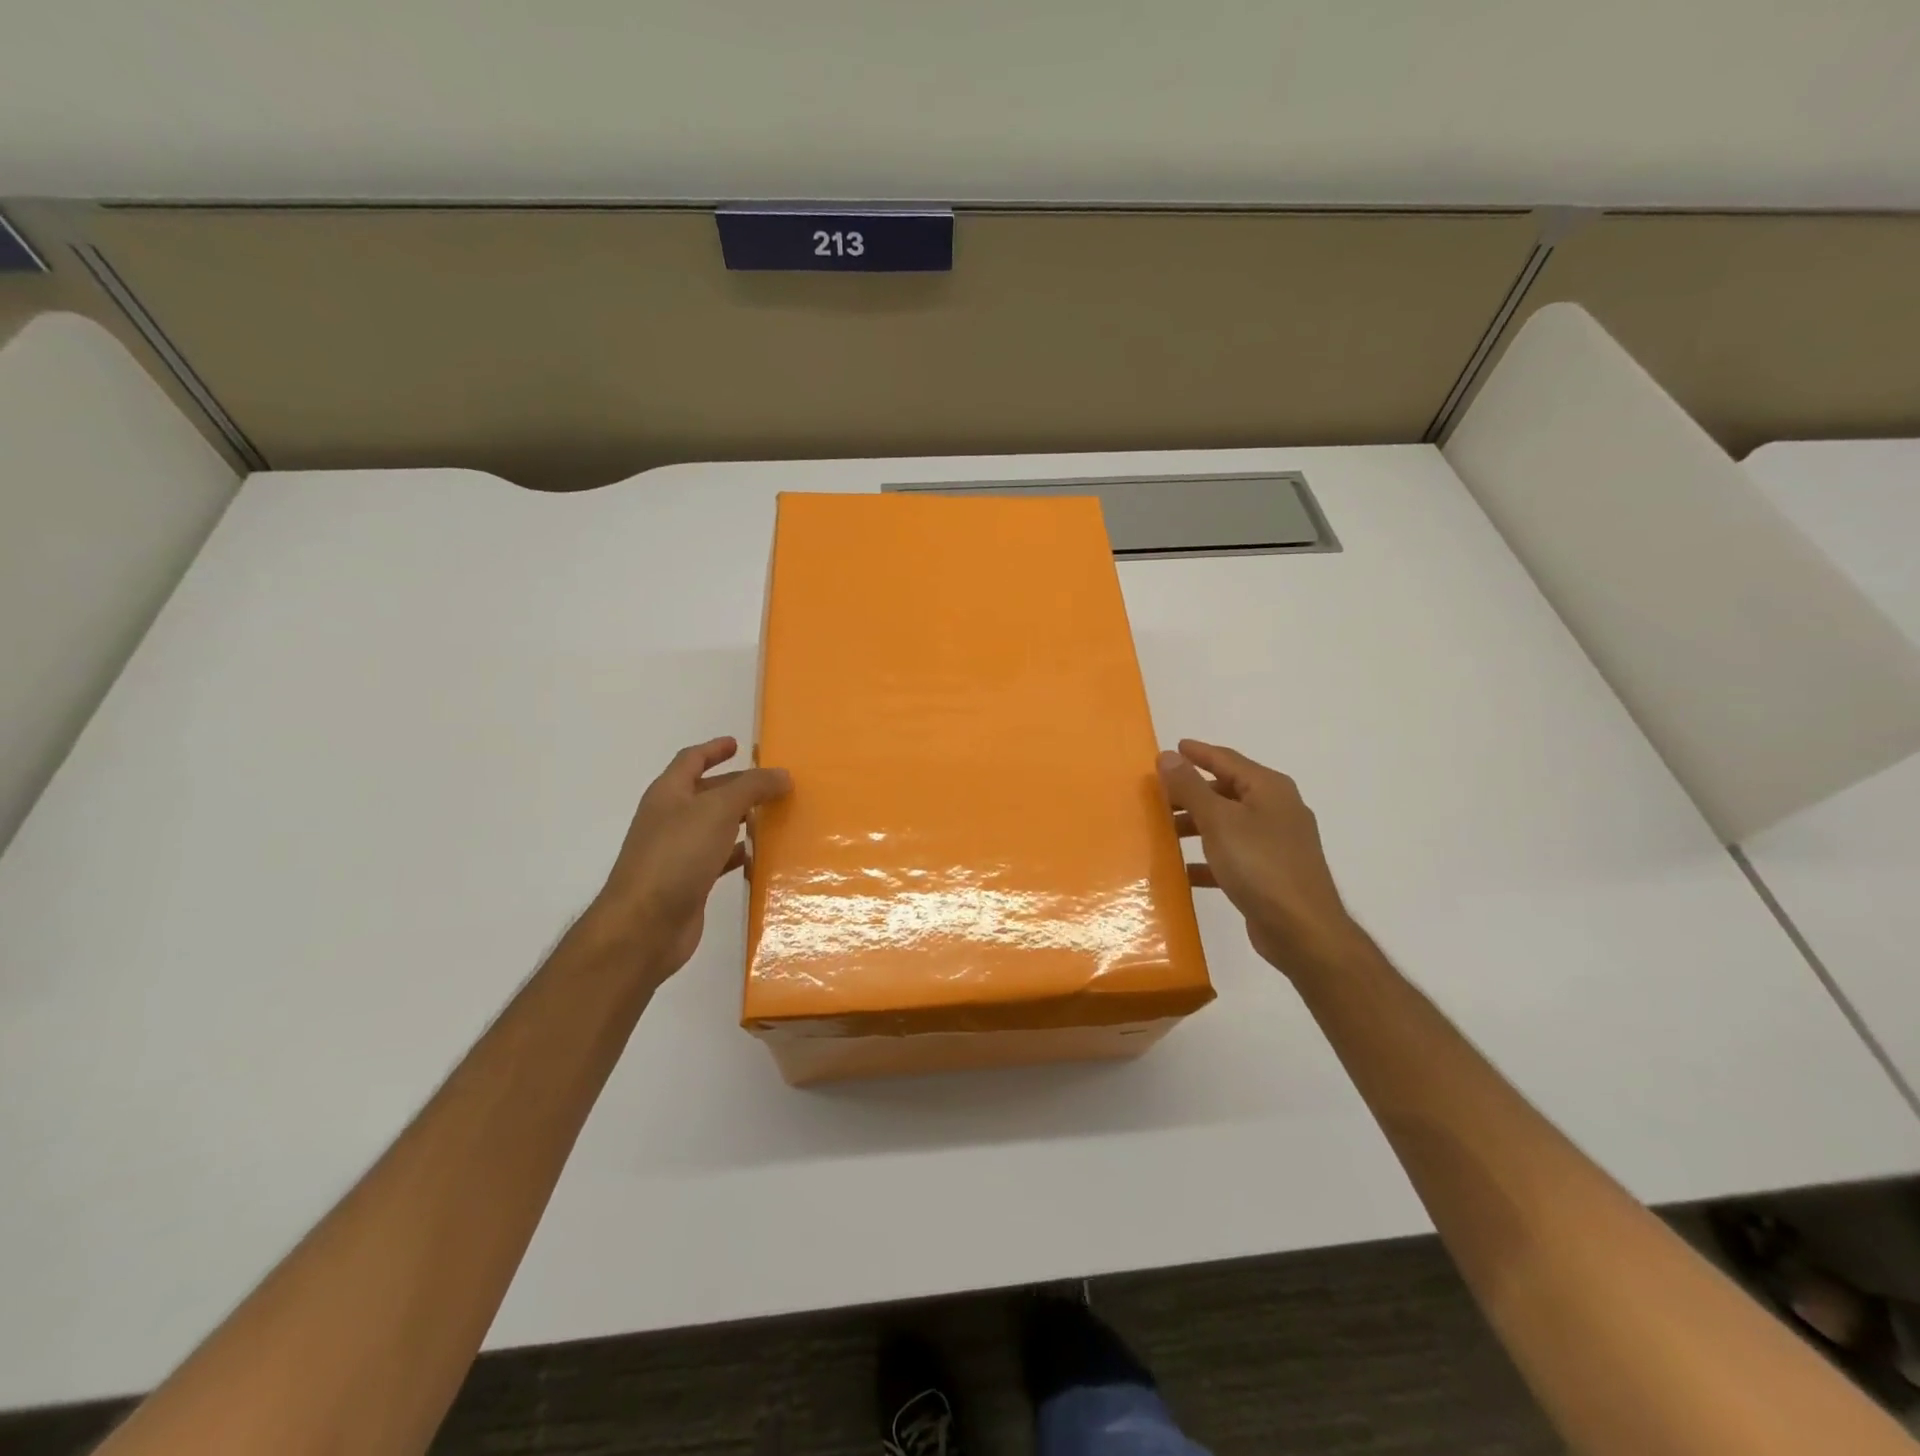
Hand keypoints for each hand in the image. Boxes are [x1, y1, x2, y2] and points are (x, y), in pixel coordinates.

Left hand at [586, 737, 790, 980]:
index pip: (691, 760)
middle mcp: (670, 819)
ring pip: (715, 827)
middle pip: (706, 793)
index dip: (713, 749)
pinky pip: (719, 859)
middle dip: (737, 785)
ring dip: (742, 819)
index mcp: (668, 794)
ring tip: (776, 816)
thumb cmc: (677, 856)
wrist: (644, 925)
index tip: (737, 744)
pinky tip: (762, 857)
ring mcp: (678, 853)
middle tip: (772, 784)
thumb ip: (752, 787)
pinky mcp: (689, 883)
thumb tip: (782, 775)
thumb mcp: (718, 810)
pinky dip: (740, 854)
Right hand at [1158, 739, 1359, 976]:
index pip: (1226, 759)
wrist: (1302, 930)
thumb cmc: (1260, 865)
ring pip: (1227, 824)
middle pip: (1226, 791)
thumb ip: (1190, 787)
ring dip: (1196, 826)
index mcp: (1269, 788)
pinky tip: (1182, 871)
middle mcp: (1276, 810)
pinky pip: (1231, 856)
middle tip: (1157, 795)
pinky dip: (1207, 859)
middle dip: (1191, 792)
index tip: (1170, 749)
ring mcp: (1276, 843)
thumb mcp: (1218, 821)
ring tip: (1163, 831)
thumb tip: (1167, 756)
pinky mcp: (1270, 874)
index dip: (1197, 753)